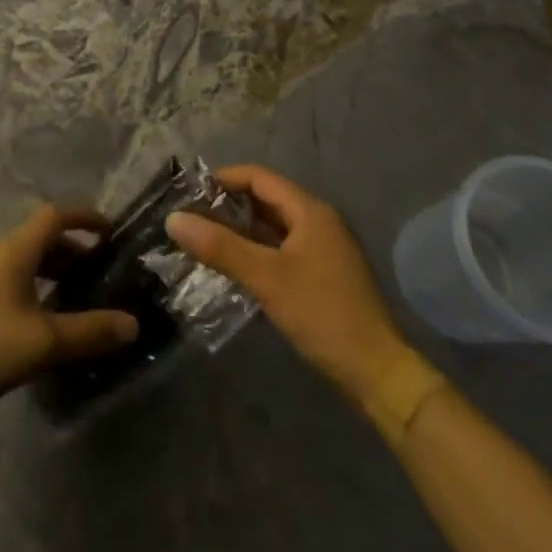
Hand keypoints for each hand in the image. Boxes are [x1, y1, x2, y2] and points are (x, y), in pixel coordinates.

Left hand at [0, 204, 139, 415]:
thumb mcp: (44, 343)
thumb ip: (89, 332)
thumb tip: (132, 324)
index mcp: (13, 251)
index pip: (54, 216)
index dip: (84, 218)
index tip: (109, 231)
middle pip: (37, 238)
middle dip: (69, 250)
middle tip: (94, 272)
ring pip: (20, 259)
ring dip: (48, 269)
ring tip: (68, 297)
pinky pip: (4, 276)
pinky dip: (28, 284)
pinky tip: (32, 319)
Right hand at [166, 165, 404, 393]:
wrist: (378, 373)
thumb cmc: (322, 314)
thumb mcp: (266, 278)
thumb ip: (220, 246)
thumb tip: (173, 219)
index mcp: (310, 211)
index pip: (258, 177)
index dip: (222, 180)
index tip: (189, 195)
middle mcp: (319, 221)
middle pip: (265, 199)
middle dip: (227, 207)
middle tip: (191, 220)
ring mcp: (323, 249)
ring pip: (272, 227)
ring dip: (239, 232)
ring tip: (203, 243)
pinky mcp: (323, 275)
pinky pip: (281, 249)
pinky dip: (255, 252)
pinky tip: (233, 268)